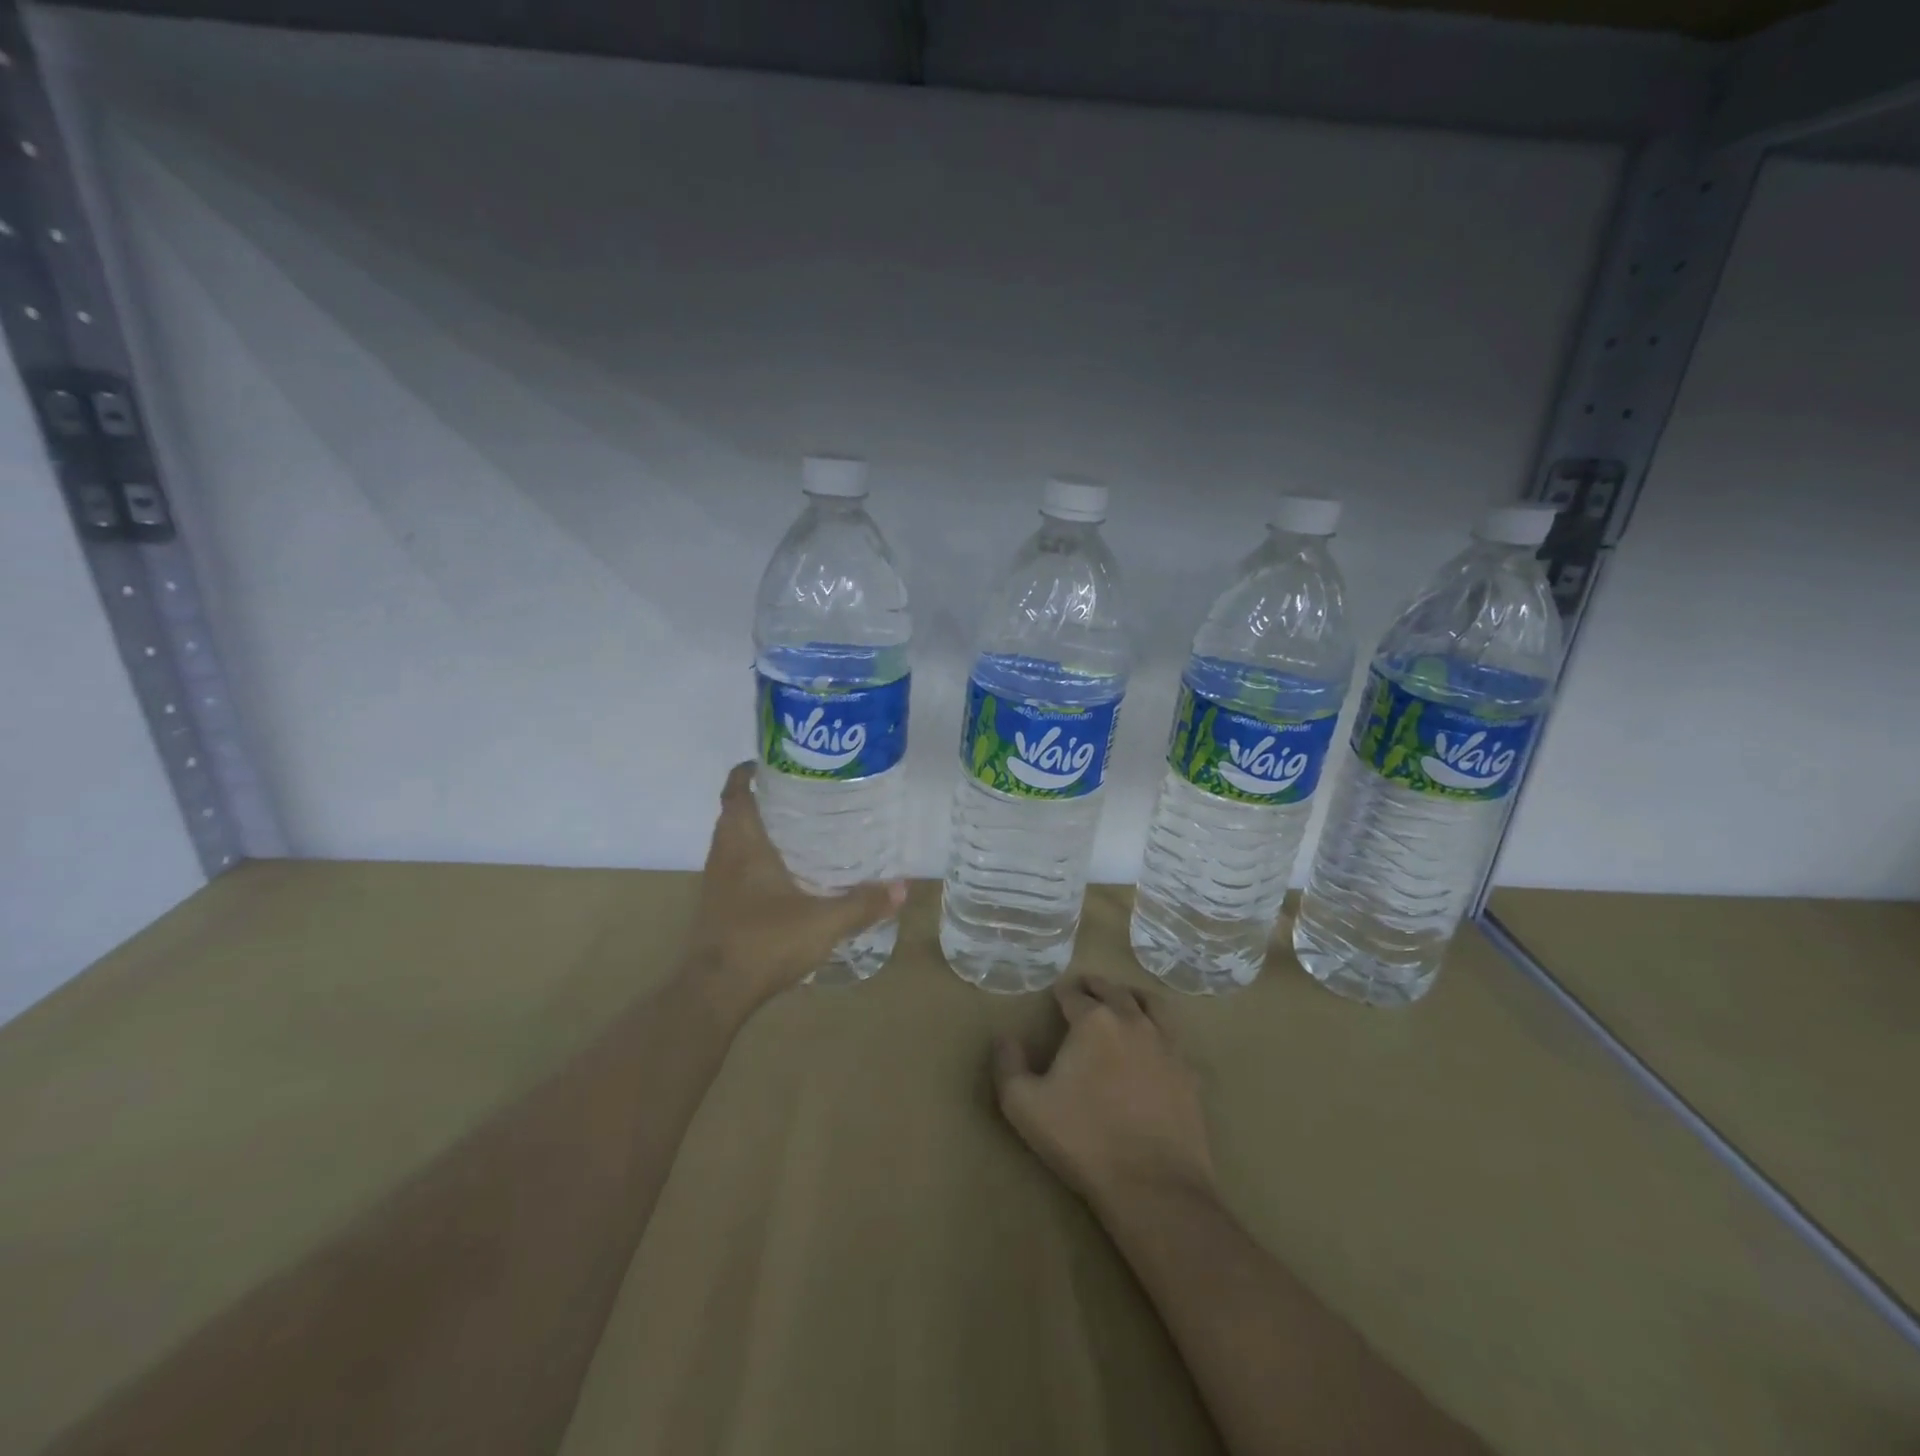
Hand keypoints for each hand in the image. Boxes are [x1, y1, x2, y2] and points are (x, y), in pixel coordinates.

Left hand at [680, 762, 906, 1015]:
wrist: (714, 992)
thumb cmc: (765, 942)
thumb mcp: (824, 922)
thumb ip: (863, 904)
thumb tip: (903, 887)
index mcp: (743, 844)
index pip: (736, 791)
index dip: (748, 771)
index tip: (775, 762)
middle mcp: (724, 855)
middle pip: (734, 813)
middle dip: (762, 798)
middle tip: (801, 795)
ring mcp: (716, 882)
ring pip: (732, 840)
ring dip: (756, 829)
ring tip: (798, 828)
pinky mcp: (717, 905)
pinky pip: (734, 866)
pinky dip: (754, 858)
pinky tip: (785, 874)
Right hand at [993, 976, 1215, 1211]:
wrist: (1153, 1185)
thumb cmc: (1082, 1140)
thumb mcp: (1023, 1105)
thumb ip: (1008, 1065)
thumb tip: (1004, 1038)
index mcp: (1093, 1022)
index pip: (1074, 994)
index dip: (1062, 992)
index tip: (1056, 993)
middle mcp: (1132, 1021)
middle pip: (1114, 991)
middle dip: (1096, 986)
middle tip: (1085, 988)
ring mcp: (1167, 1045)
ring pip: (1151, 1005)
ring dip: (1133, 997)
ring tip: (1124, 1000)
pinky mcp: (1189, 1073)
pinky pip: (1174, 1037)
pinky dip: (1160, 1029)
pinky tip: (1154, 1044)